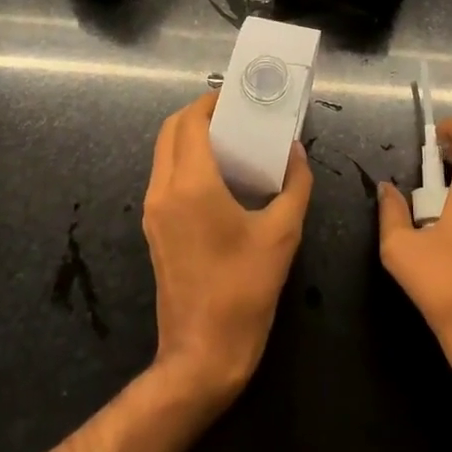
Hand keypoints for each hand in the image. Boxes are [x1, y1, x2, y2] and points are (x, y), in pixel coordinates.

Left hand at [142, 91, 312, 404]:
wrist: (202, 355)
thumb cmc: (244, 290)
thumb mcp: (283, 234)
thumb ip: (295, 184)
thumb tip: (297, 152)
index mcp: (191, 184)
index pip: (191, 122)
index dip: (212, 102)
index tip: (239, 97)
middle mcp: (164, 190)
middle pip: (170, 131)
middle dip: (200, 114)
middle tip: (236, 115)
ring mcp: (154, 212)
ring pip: (164, 153)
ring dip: (191, 136)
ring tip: (231, 140)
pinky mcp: (154, 230)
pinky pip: (165, 177)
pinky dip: (186, 161)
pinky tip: (220, 175)